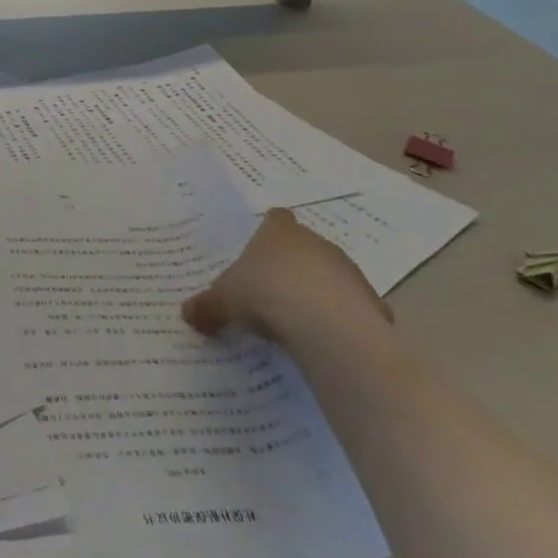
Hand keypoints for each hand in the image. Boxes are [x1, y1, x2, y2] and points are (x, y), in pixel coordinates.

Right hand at [181, 208, 392, 346]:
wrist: (326, 325)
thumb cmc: (265, 295)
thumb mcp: (224, 302)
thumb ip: (207, 306)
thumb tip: (187, 313)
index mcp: (278, 233)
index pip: (276, 219)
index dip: (268, 232)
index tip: (259, 252)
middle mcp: (315, 243)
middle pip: (304, 246)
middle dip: (292, 266)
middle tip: (272, 291)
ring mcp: (347, 270)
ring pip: (330, 274)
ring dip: (318, 291)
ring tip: (297, 320)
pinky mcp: (370, 300)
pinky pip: (351, 306)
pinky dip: (341, 318)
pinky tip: (326, 338)